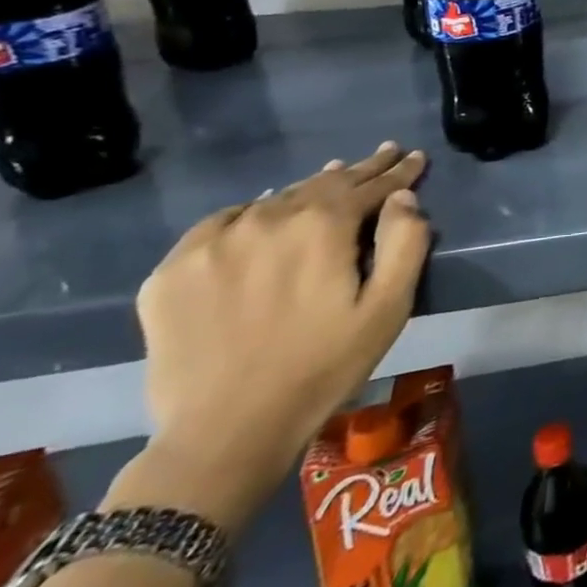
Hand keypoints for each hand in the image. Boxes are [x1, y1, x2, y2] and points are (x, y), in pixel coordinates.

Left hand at [115, 143, 430, 532]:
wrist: (226, 433)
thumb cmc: (324, 367)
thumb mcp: (388, 308)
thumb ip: (405, 243)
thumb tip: (403, 198)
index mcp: (322, 226)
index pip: (369, 184)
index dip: (398, 170)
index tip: (415, 157)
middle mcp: (267, 219)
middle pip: (323, 183)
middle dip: (359, 170)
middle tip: (383, 154)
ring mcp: (214, 242)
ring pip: (275, 200)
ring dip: (309, 189)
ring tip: (331, 177)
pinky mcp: (172, 270)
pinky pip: (221, 223)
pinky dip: (249, 213)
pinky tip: (260, 215)